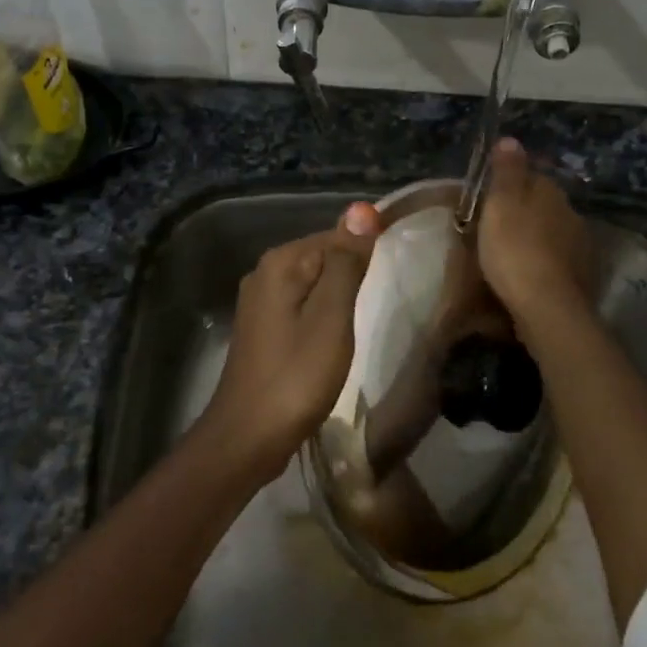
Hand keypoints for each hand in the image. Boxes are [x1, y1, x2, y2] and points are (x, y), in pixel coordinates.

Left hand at [199, 203, 382, 481]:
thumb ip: (346, 263)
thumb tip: (362, 209)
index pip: (335, 235)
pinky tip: (338, 337)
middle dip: (353, 274)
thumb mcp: (331, 317)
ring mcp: (259, 303)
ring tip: (367, 318)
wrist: (249, 436)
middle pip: (322, 257)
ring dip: (340, 297)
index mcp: (280, 263)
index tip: (397, 275)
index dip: (367, 251)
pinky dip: (323, 316)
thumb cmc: (296, 376)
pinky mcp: (262, 330)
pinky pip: (302, 307)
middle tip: (385, 301)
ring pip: (313, 285)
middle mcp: (264, 274)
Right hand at [478, 137, 591, 335]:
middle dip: (528, 213)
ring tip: (514, 253)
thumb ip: (507, 172)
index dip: (514, 184)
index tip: (494, 197)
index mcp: (550, 192)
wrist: (547, 305)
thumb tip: (511, 139)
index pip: (534, 176)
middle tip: (500, 227)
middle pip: (546, 205)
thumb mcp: (501, 204)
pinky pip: (560, 261)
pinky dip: (546, 263)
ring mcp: (581, 246)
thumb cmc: (515, 249)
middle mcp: (572, 213)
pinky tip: (531, 275)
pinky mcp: (582, 276)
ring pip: (555, 233)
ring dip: (538, 239)